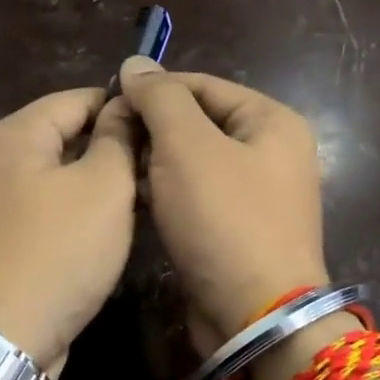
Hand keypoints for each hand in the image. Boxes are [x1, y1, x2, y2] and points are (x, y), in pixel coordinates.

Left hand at [0, 88, 135, 376]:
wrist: (0, 338)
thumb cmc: (58, 252)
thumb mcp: (103, 187)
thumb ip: (118, 139)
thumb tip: (125, 106)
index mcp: (17, 133)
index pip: (80, 98)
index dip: (126, 108)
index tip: (166, 131)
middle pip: (68, 137)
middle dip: (115, 149)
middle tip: (161, 171)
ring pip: (61, 178)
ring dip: (101, 186)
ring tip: (145, 202)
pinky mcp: (2, 241)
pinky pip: (49, 211)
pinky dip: (79, 215)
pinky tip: (110, 233)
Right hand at [118, 57, 328, 353]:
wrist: (255, 316)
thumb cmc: (224, 220)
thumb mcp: (187, 146)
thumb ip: (160, 99)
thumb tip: (135, 62)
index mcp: (272, 121)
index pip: (202, 85)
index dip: (153, 90)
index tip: (108, 105)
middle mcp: (272, 153)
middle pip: (199, 124)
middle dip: (152, 131)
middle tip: (108, 144)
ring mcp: (258, 197)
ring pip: (194, 165)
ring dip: (155, 166)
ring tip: (115, 172)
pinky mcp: (239, 233)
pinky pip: (197, 200)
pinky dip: (168, 197)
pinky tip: (135, 203)